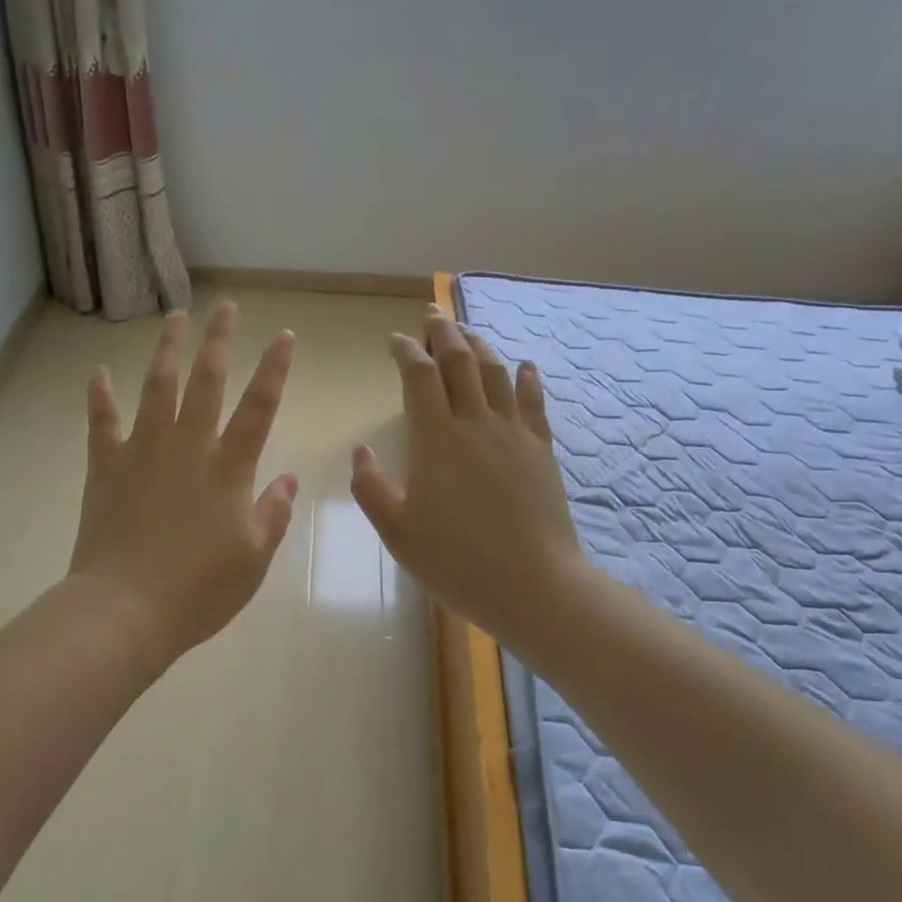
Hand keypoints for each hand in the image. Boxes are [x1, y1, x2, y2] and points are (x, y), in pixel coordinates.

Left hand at [68, 303, 299, 669]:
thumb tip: (289, 478)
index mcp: (228, 468)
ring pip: (157, 387)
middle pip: (206, 381)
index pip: (259, 407)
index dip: (274, 369)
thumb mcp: (253, 558)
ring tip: (175, 318)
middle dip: (219, 341)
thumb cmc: (198, 590)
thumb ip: (273, 513)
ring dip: (167, 350)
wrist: (124, 610)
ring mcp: (142, 451)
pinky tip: (98, 372)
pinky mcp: (106, 466)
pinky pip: (102, 422)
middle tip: (226, 308)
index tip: (284, 335)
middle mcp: (187, 446)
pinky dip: (99, 396)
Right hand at [351, 306, 586, 646]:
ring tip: (467, 332)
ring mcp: (513, 434)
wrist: (534, 587)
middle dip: (443, 332)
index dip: (405, 351)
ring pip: (495, 373)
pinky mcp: (541, 450)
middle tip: (432, 313)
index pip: (419, 376)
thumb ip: (371, 488)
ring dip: (479, 345)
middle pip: (459, 361)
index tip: (394, 339)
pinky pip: (534, 403)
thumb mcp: (397, 532)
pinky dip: (526, 378)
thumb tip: (361, 451)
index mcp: (436, 438)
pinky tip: (524, 366)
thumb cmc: (457, 562)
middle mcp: (475, 423)